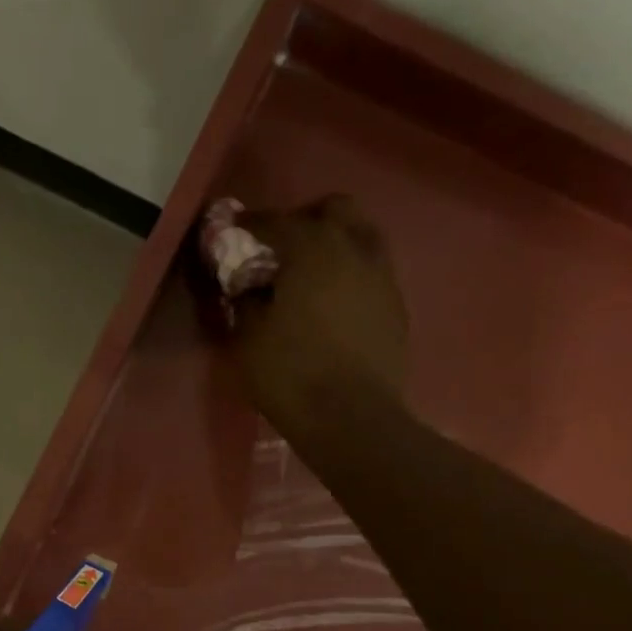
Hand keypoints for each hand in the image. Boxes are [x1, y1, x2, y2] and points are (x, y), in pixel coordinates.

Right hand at [232, 196, 409, 427]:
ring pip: (362, 238)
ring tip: (312, 277)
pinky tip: (334, 307)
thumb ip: (246, 302)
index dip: (250, 226)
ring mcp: (383, 278)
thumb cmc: (291, 375)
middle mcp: (355, 249)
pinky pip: (372, 275)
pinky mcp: (397, 308)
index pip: (275, 222)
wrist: (352, 420)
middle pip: (334, 210)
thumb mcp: (248, 340)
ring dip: (335, 246)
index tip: (234, 234)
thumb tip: (249, 288)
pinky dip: (351, 278)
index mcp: (313, 247)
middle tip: (282, 250)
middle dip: (305, 221)